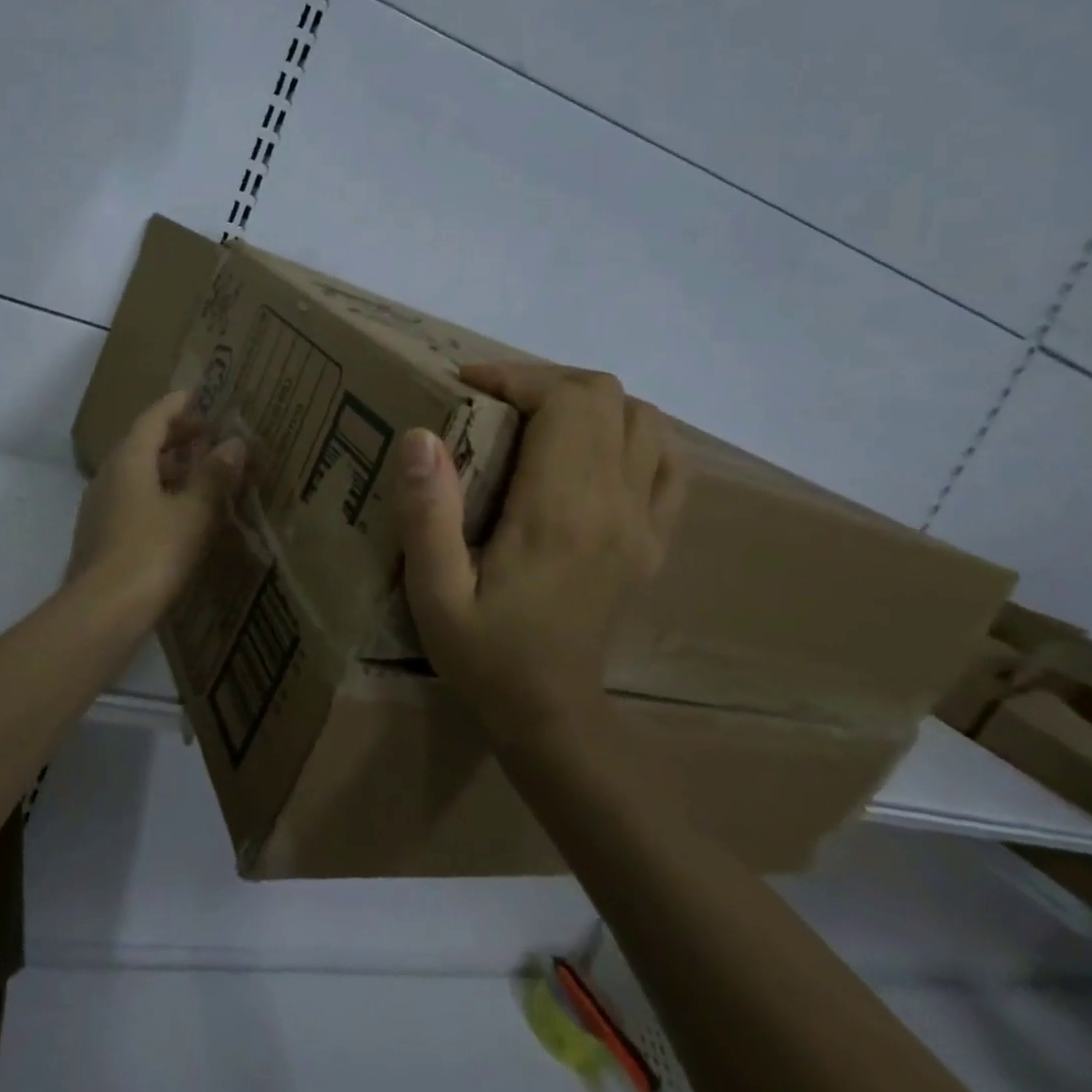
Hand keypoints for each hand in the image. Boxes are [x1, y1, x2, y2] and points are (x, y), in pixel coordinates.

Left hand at [67, 390, 247, 625]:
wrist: (103, 613)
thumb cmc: (152, 553)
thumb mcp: (193, 512)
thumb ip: (214, 476)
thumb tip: (234, 443)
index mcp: (128, 460)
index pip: (153, 418)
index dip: (178, 405)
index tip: (201, 395)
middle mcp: (108, 476)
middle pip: (142, 443)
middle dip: (175, 435)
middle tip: (208, 434)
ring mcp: (100, 506)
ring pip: (136, 473)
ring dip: (168, 466)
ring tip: (201, 472)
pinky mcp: (101, 535)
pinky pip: (132, 498)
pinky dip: (158, 492)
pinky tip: (180, 511)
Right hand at [397, 363, 685, 730]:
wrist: (550, 716)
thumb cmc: (484, 653)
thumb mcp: (434, 593)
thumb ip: (427, 514)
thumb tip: (421, 435)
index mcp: (561, 510)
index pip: (566, 400)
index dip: (516, 376)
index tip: (468, 386)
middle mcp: (615, 504)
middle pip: (606, 396)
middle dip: (545, 381)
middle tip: (494, 402)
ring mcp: (644, 521)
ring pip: (643, 418)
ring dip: (588, 403)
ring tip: (537, 421)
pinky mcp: (654, 540)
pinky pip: (669, 463)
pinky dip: (635, 436)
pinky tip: (594, 452)